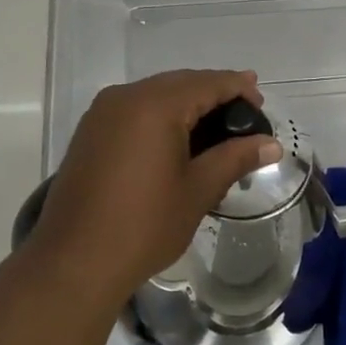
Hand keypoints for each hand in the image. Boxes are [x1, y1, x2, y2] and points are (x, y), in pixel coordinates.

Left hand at [34, 70, 279, 309]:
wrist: (73, 261)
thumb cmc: (143, 225)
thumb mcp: (197, 190)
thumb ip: (235, 158)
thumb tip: (272, 144)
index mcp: (154, 105)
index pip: (206, 83)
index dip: (237, 88)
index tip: (261, 99)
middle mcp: (125, 97)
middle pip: (179, 83)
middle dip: (213, 92)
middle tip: (245, 113)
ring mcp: (102, 113)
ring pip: (155, 94)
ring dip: (186, 102)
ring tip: (216, 125)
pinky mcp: (90, 131)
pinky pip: (134, 108)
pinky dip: (160, 114)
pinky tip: (176, 136)